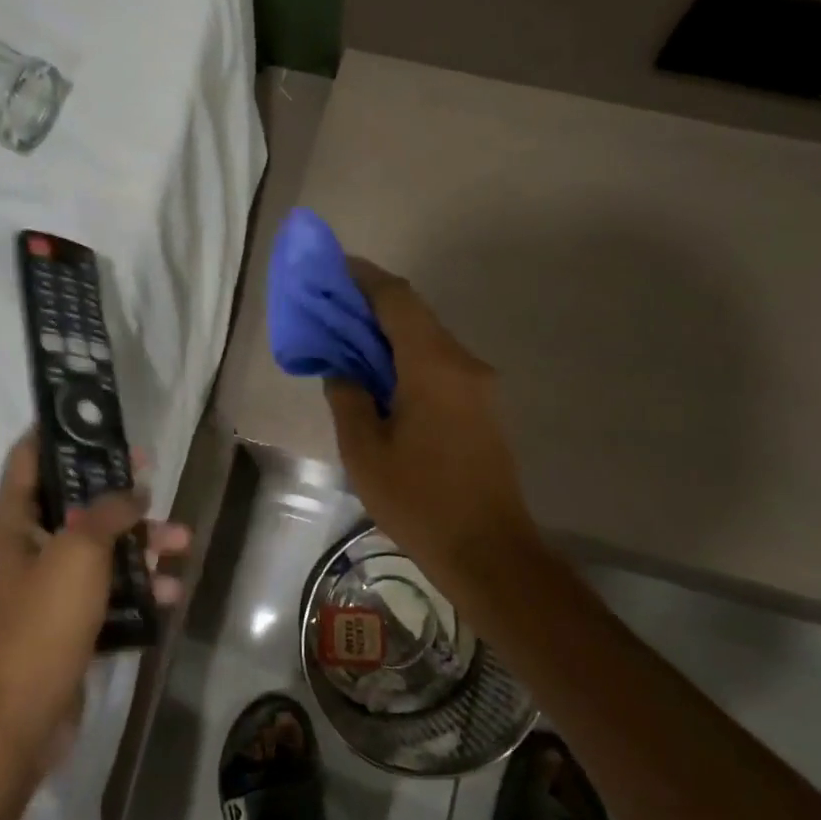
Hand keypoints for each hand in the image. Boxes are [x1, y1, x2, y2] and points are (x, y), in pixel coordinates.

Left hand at [0, 433, 187, 765]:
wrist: (19, 720)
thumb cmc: (41, 623)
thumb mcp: (78, 554)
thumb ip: (107, 512)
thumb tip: (130, 491)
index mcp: (14, 521)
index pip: (29, 457)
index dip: (61, 432)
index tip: (100, 420)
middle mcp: (27, 546)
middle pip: (76, 500)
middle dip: (118, 490)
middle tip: (154, 475)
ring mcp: (47, 586)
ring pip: (100, 547)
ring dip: (140, 542)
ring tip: (183, 542)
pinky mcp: (67, 620)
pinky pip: (107, 589)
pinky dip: (137, 586)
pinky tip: (170, 593)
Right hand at [324, 259, 543, 581]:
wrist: (489, 551)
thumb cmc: (420, 501)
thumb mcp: (365, 452)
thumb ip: (348, 398)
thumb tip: (342, 369)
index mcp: (433, 366)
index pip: (398, 299)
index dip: (365, 277)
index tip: (334, 268)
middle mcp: (463, 363)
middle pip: (416, 315)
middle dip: (373, 306)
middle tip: (331, 309)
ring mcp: (480, 385)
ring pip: (429, 341)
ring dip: (390, 335)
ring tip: (349, 345)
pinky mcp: (484, 407)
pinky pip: (441, 366)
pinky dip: (409, 360)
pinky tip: (382, 380)